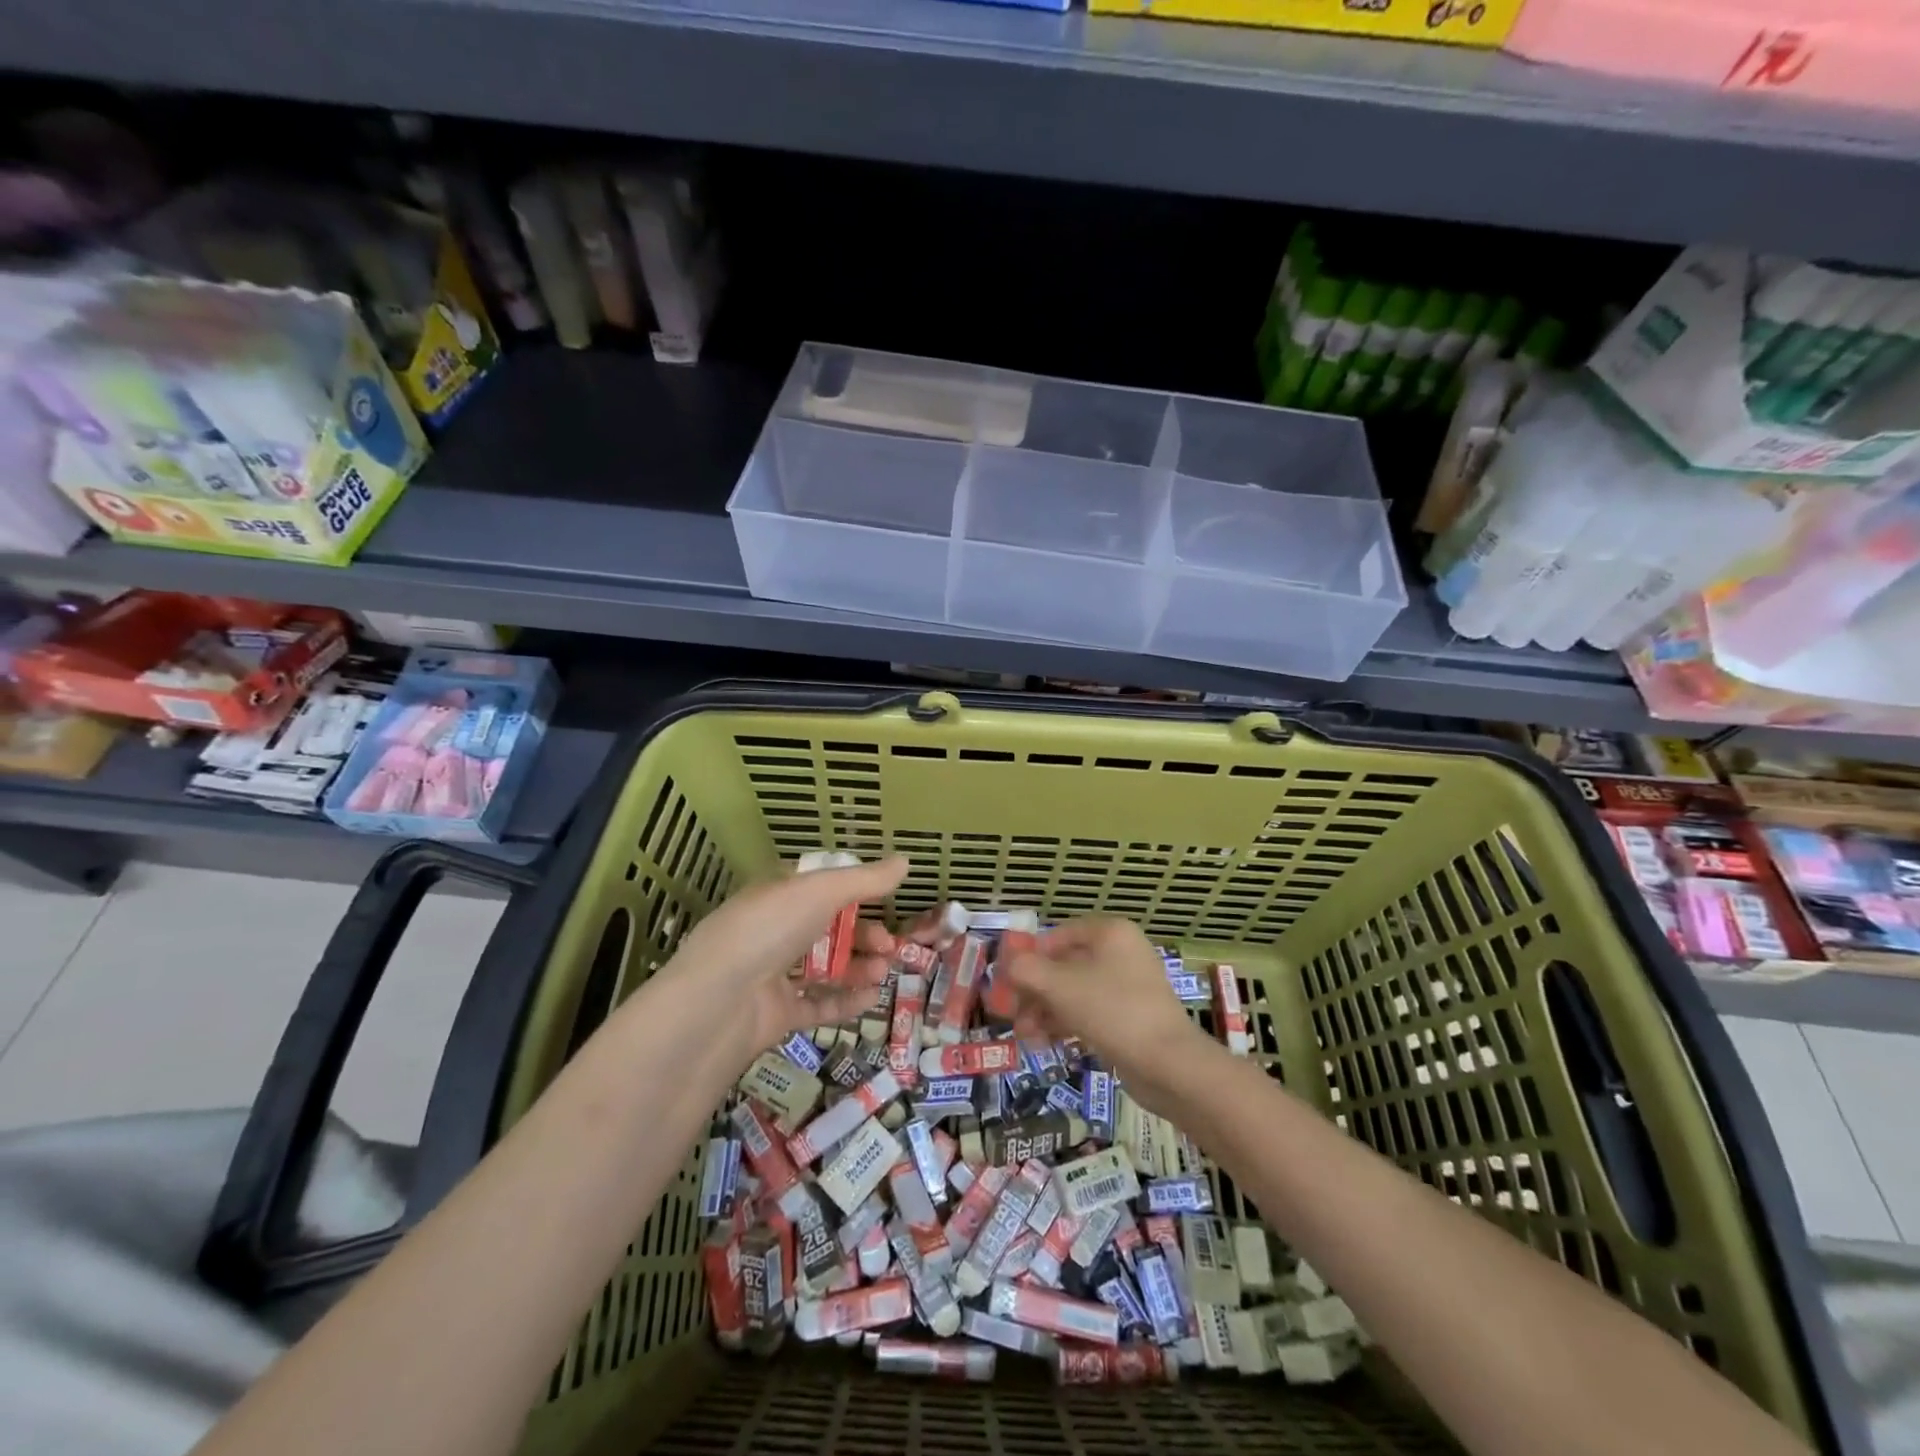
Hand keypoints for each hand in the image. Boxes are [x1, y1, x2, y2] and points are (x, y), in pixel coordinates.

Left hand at [659, 855, 909, 1056]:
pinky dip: (844, 1001)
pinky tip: (871, 998)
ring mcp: (772, 975)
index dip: (855, 894)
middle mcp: (773, 932)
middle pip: (828, 930)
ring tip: (883, 973)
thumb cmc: (768, 930)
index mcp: (777, 896)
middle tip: (890, 946)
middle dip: (864, 936)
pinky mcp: (776, 1014)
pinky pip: (817, 1004)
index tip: (886, 904)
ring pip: (825, 967)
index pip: (820, 888)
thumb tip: (906, 861)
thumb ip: (865, 880)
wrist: (717, 1003)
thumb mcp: (819, 892)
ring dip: (859, 967)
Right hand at [1004, 916, 1212, 1108]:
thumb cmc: (1112, 1010)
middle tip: (1010, 1012)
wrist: (1168, 1064)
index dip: (1030, 955)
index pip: (1059, 934)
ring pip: (1075, 992)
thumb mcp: (1059, 985)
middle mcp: (1122, 953)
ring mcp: (1129, 987)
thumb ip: (1026, 969)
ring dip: (1045, 1010)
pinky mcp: (1131, 1018)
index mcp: (1110, 933)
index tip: (1008, 980)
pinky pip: (1090, 1013)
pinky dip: (1066, 1024)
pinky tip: (1044, 1043)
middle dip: (1034, 990)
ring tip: (1025, 1035)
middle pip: (1065, 965)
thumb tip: (1008, 964)